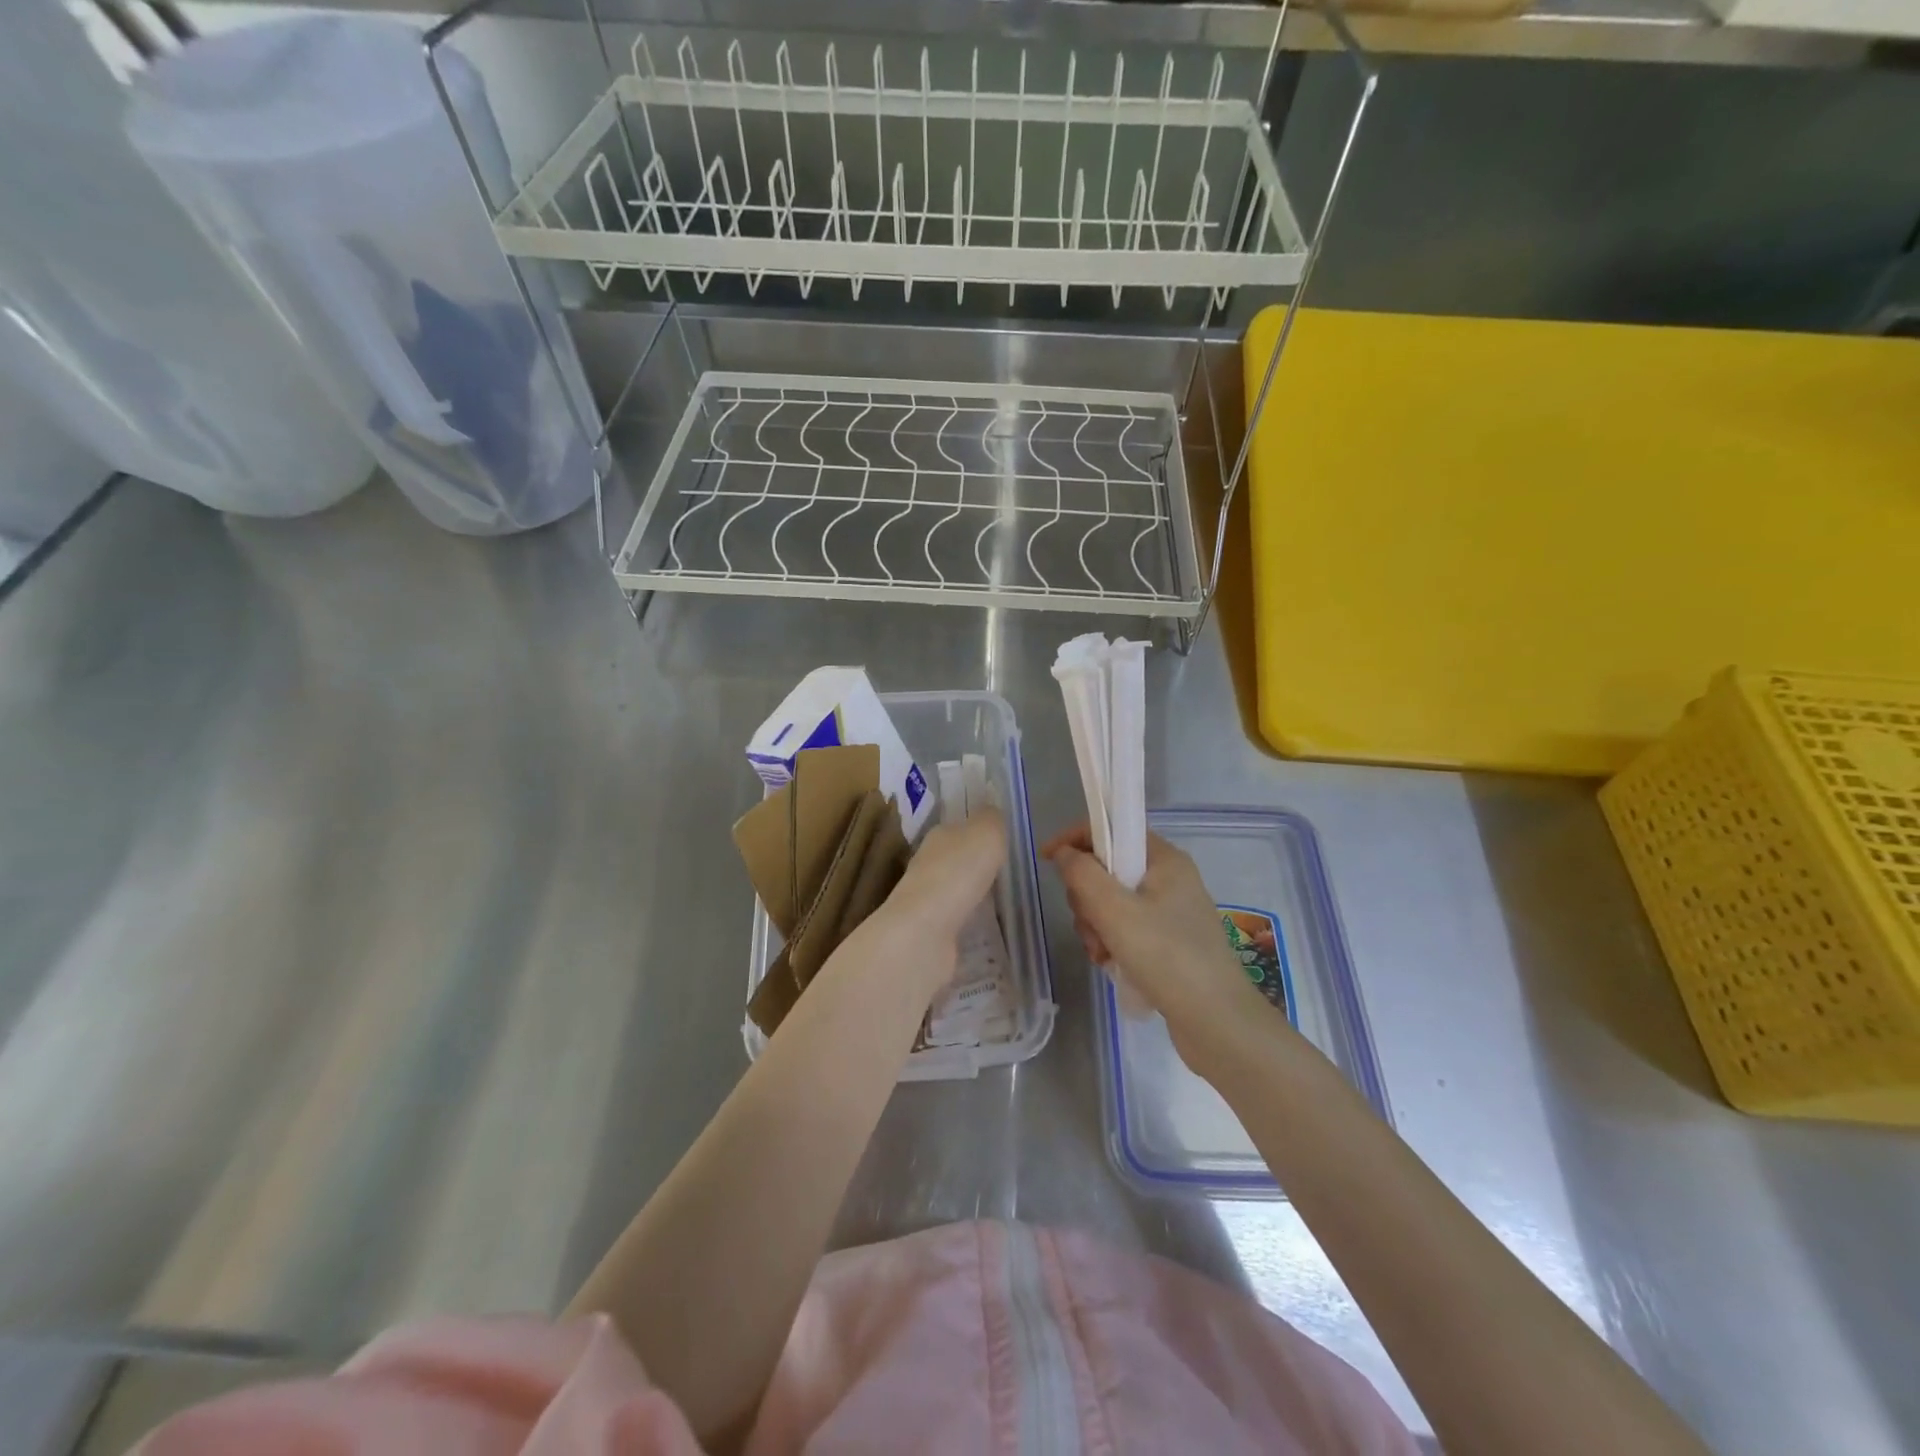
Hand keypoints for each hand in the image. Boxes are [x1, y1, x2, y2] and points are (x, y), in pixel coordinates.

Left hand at [872, 810, 1006, 995]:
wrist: (925, 931)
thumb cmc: (958, 872)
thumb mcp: (986, 832)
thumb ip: (992, 820)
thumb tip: (993, 813)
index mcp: (938, 836)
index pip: (958, 829)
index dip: (978, 834)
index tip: (1001, 845)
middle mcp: (926, 865)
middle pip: (955, 861)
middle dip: (976, 867)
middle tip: (1006, 875)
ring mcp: (925, 902)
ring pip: (954, 893)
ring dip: (972, 897)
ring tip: (1000, 905)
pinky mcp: (930, 933)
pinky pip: (956, 923)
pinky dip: (969, 924)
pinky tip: (986, 930)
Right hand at [1043, 826, 1286, 1065]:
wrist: (1217, 1022)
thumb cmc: (1166, 956)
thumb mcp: (1115, 911)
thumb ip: (1082, 874)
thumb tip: (1063, 853)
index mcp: (1164, 859)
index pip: (1112, 829)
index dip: (1075, 839)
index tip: (1047, 860)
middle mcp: (1169, 879)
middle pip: (1107, 869)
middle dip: (1087, 898)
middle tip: (1090, 925)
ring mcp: (1170, 912)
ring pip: (1111, 903)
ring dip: (1096, 927)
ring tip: (1102, 955)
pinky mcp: (1168, 942)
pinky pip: (1125, 929)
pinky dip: (1111, 943)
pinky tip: (1111, 966)